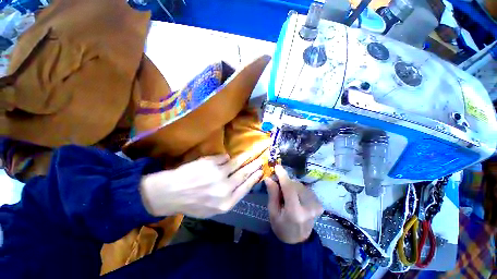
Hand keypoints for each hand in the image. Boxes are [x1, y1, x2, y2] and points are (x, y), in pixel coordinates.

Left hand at [140, 152, 262, 218]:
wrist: (170, 194)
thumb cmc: (192, 203)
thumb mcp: (213, 209)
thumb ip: (230, 197)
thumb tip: (242, 181)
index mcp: (226, 203)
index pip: (246, 187)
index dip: (254, 178)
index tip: (261, 171)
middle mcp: (225, 189)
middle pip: (244, 174)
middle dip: (254, 166)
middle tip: (260, 160)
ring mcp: (218, 175)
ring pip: (236, 163)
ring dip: (244, 158)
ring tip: (250, 154)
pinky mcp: (211, 163)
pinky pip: (224, 157)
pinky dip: (226, 157)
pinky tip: (227, 158)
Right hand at [265, 165, 323, 243]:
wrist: (297, 241)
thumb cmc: (281, 227)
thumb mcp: (273, 212)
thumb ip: (272, 194)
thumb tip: (269, 178)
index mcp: (295, 212)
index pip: (289, 188)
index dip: (283, 175)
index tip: (277, 166)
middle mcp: (309, 207)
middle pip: (295, 185)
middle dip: (285, 182)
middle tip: (277, 184)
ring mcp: (316, 206)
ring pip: (300, 185)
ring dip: (291, 185)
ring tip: (286, 194)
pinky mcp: (319, 204)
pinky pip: (305, 189)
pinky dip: (298, 188)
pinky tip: (294, 195)